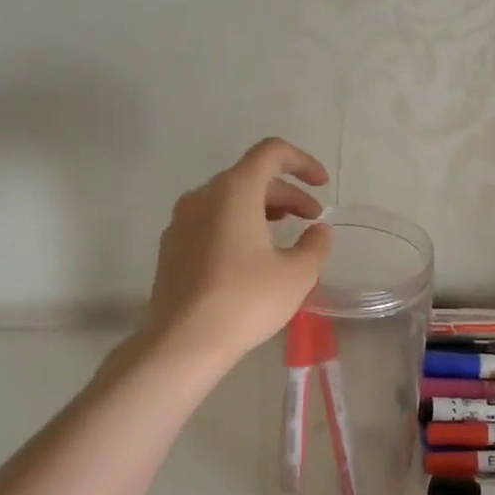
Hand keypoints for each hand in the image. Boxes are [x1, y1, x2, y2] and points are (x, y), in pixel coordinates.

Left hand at [146, 138, 332, 364]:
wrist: (182, 342)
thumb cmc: (245, 300)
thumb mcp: (297, 274)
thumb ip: (315, 244)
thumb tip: (318, 230)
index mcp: (234, 191)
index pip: (271, 153)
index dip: (302, 162)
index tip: (322, 185)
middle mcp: (203, 196)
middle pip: (251, 177)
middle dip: (287, 194)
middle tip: (312, 219)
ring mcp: (181, 221)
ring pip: (229, 200)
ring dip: (263, 209)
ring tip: (286, 236)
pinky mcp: (172, 247)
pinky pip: (211, 221)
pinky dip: (238, 226)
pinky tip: (252, 258)